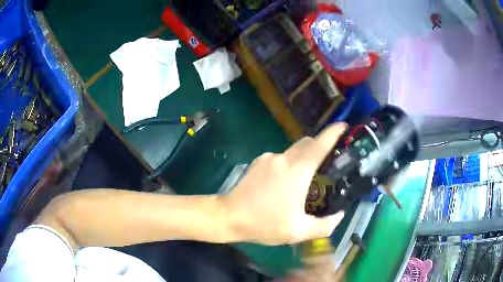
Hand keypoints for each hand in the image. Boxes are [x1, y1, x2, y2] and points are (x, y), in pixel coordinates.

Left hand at [222, 123, 346, 244]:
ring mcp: (268, 158)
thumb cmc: (264, 224)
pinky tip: (283, 184)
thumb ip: (325, 225)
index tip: (344, 127)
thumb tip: (339, 214)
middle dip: (320, 146)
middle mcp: (283, 158)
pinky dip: (288, 165)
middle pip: (307, 142)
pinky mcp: (258, 161)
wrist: (229, 217)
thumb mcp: (299, 232)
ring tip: (304, 181)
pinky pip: (280, 158)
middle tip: (328, 163)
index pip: (320, 143)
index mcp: (297, 171)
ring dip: (303, 159)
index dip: (334, 132)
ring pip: (293, 150)